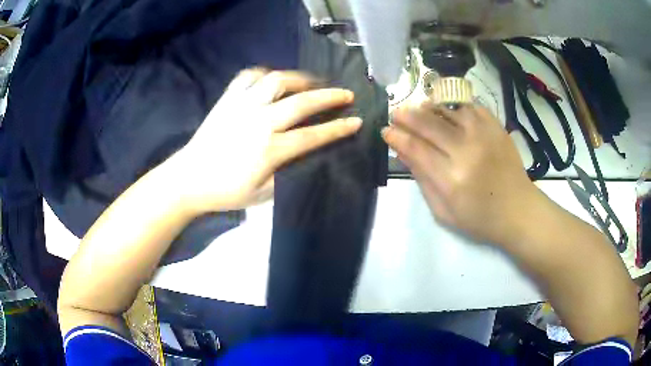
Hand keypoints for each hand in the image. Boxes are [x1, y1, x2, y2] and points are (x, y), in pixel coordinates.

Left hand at [168, 69, 361, 212]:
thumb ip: (286, 174)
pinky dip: (264, 74)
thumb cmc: (225, 191)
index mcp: (269, 150)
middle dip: (329, 97)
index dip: (337, 128)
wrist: (188, 179)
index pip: (312, 136)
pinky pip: (248, 77)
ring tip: (312, 82)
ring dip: (300, 79)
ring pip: (276, 81)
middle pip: (301, 103)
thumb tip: (304, 156)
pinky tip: (272, 80)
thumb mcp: (261, 195)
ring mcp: (242, 106)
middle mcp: (259, 122)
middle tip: (346, 93)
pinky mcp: (227, 99)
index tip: (355, 121)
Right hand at [382, 103, 537, 245]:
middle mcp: (467, 151)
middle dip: (407, 116)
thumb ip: (422, 180)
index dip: (398, 137)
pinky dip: (455, 105)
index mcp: (452, 179)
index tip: (386, 131)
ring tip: (419, 107)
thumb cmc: (480, 219)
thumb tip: (403, 152)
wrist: (518, 210)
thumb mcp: (444, 211)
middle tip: (396, 113)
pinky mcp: (496, 128)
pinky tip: (447, 109)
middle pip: (429, 124)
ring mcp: (484, 135)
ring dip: (429, 106)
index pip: (416, 149)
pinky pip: (471, 106)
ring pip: (449, 109)